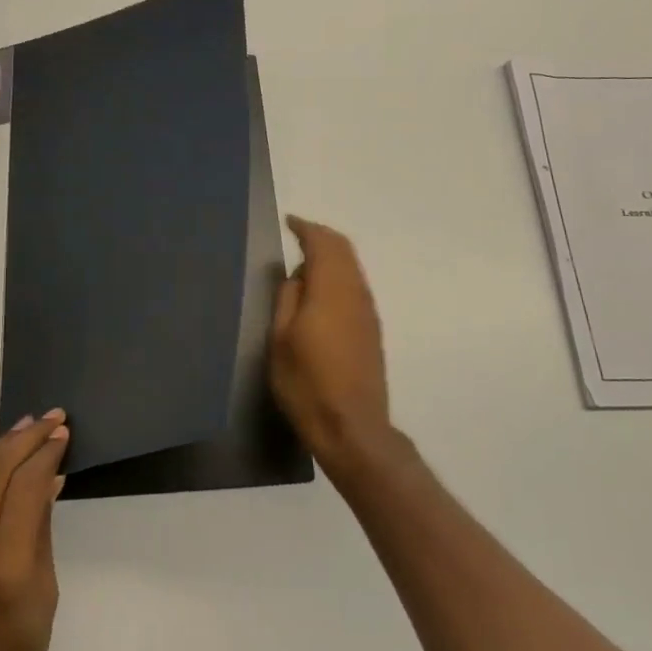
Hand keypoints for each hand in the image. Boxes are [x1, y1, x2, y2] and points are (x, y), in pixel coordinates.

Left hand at [0, 411, 69, 650]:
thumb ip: (41, 532)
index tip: (63, 433)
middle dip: (24, 438)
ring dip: (2, 447)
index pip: (26, 487)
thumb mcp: (44, 596)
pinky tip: (5, 464)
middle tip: (52, 417)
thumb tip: (49, 481)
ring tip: (29, 426)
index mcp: (3, 566)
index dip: (46, 454)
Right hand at [269, 216, 393, 478]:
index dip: (306, 228)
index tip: (289, 222)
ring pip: (352, 267)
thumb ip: (287, 298)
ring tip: (305, 262)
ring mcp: (368, 312)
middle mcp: (355, 293)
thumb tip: (296, 275)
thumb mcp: (280, 340)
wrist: (352, 428)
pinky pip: (355, 286)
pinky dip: (338, 274)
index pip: (323, 244)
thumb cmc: (307, 384)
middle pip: (344, 250)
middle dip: (321, 237)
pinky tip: (320, 291)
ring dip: (332, 256)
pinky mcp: (372, 330)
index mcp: (331, 290)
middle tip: (298, 235)